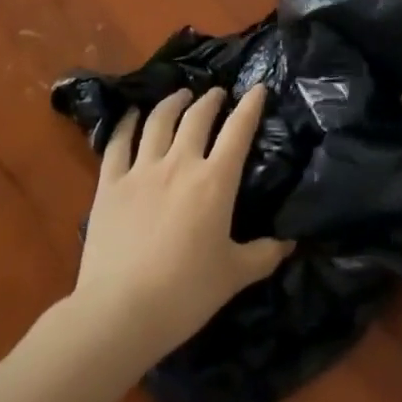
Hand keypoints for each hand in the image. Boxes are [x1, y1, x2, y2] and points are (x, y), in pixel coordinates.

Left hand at [72, 85, 292, 360]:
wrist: (120, 313)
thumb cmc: (184, 295)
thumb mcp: (232, 278)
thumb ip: (262, 256)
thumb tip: (291, 243)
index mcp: (214, 181)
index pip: (238, 130)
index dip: (250, 106)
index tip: (257, 88)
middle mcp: (180, 163)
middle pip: (197, 116)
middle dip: (211, 100)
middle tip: (217, 94)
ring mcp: (142, 169)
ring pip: (159, 120)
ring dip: (173, 102)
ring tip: (181, 94)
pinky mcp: (111, 183)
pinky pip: (118, 143)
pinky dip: (126, 123)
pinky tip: (131, 114)